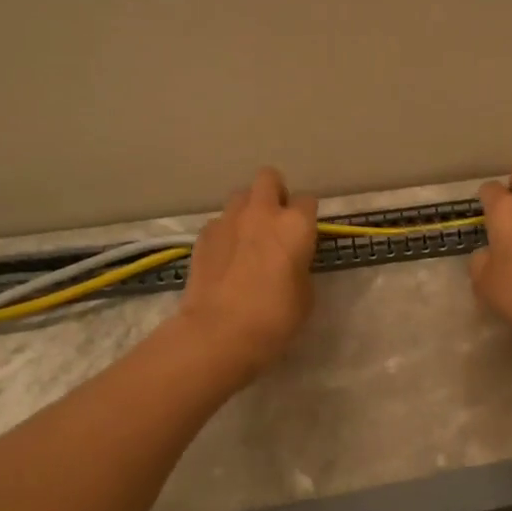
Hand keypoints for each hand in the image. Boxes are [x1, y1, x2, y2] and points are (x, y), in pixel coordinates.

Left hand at [177, 167, 318, 377]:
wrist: (219, 332)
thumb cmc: (274, 318)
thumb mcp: (305, 295)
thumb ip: (301, 266)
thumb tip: (291, 261)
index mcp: (295, 225)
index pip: (308, 200)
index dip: (307, 217)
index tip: (305, 236)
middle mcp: (262, 213)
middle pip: (269, 178)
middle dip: (275, 193)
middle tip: (276, 222)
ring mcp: (228, 220)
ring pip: (240, 196)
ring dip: (248, 210)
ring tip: (248, 238)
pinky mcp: (203, 235)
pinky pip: (219, 222)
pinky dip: (225, 233)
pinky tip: (226, 257)